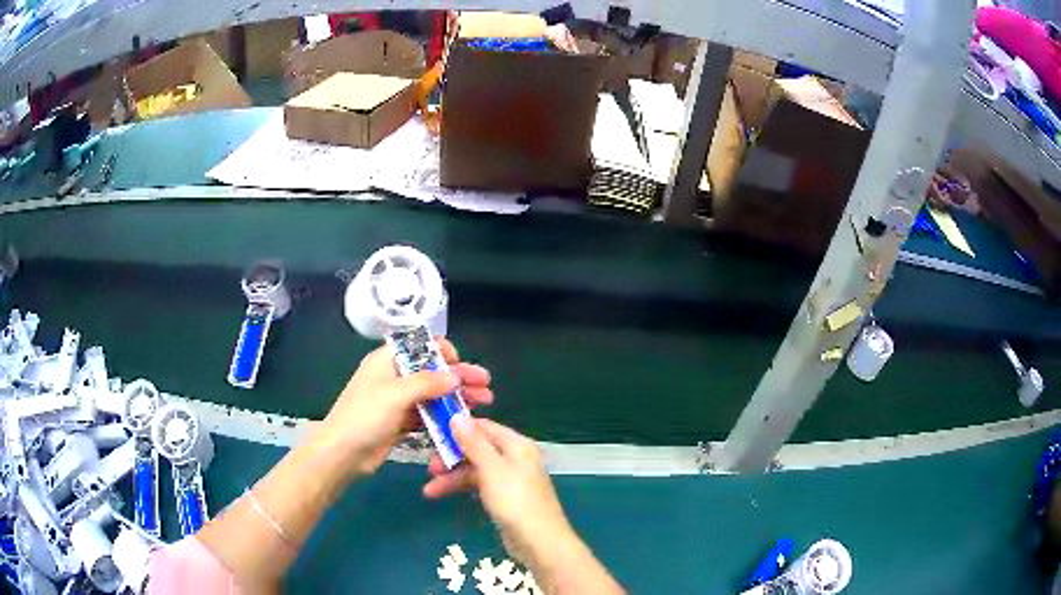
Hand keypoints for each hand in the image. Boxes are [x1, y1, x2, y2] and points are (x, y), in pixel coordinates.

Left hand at [319, 339, 492, 478]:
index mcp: (387, 360)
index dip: (441, 350)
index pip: (418, 344)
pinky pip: (428, 414)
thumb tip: (456, 375)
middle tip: (486, 385)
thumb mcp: (395, 394)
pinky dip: (444, 415)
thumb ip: (428, 383)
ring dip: (456, 397)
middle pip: (432, 371)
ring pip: (433, 394)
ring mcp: (398, 400)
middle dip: (459, 376)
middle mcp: (394, 377)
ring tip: (484, 402)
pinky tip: (463, 420)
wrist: (343, 453)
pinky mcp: (401, 422)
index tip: (460, 362)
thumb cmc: (365, 416)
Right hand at [423, 417, 572, 565]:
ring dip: (452, 476)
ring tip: (429, 490)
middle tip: (430, 468)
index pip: (484, 427)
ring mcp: (510, 479)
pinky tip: (442, 495)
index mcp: (517, 445)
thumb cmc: (515, 501)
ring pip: (475, 469)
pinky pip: (479, 485)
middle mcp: (514, 458)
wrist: (538, 542)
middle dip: (452, 456)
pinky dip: (461, 488)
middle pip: (477, 448)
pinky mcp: (504, 498)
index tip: (433, 432)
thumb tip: (458, 416)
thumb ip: (474, 443)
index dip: (459, 428)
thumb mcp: (492, 469)